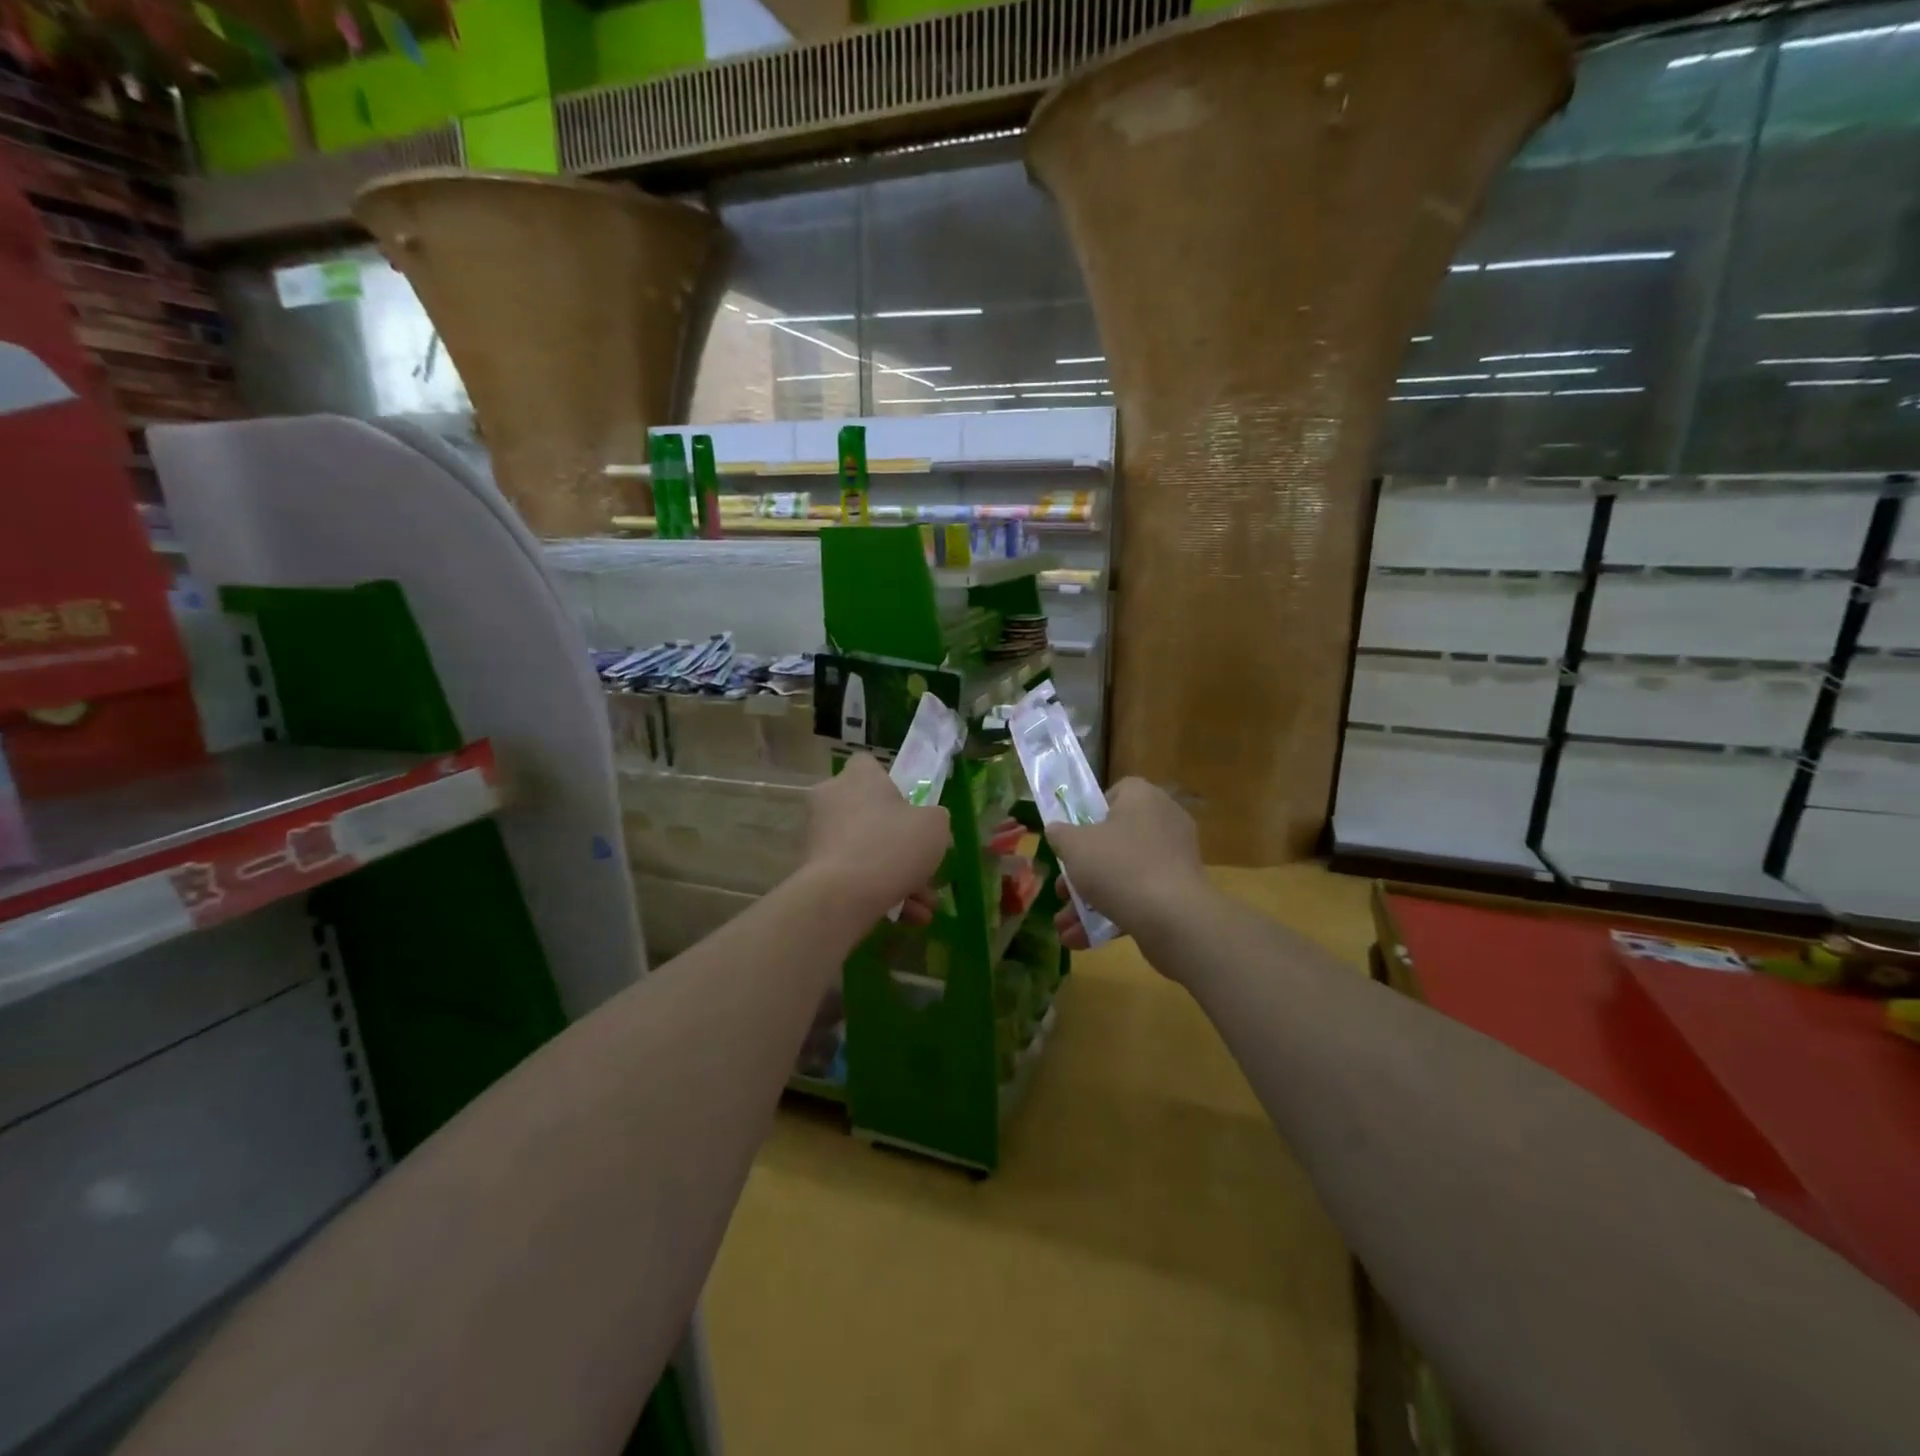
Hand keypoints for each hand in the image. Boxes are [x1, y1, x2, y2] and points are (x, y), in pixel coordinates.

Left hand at [800, 754, 950, 925]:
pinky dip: (877, 893)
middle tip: (924, 867)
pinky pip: (852, 876)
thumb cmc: (892, 846)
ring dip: (896, 877)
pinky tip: (906, 918)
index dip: (890, 785)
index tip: (909, 810)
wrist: (842, 896)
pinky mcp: (811, 870)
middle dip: (900, 845)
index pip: (868, 766)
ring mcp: (818, 836)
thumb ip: (934, 818)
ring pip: (865, 851)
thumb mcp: (934, 826)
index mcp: (858, 778)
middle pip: (869, 815)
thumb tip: (927, 823)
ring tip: (924, 908)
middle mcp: (831, 800)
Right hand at [1047, 778, 1209, 950]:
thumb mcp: (1073, 846)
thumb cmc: (1118, 866)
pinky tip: (1083, 940)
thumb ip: (1060, 834)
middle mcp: (1164, 821)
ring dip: (1091, 900)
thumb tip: (1057, 830)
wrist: (1172, 918)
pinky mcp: (1180, 892)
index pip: (1114, 794)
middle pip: (1115, 840)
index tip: (1071, 839)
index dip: (1088, 815)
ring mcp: (1175, 859)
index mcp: (1142, 797)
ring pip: (1124, 874)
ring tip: (1064, 926)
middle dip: (1082, 871)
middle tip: (1061, 891)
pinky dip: (1114, 914)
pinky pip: (1140, 897)